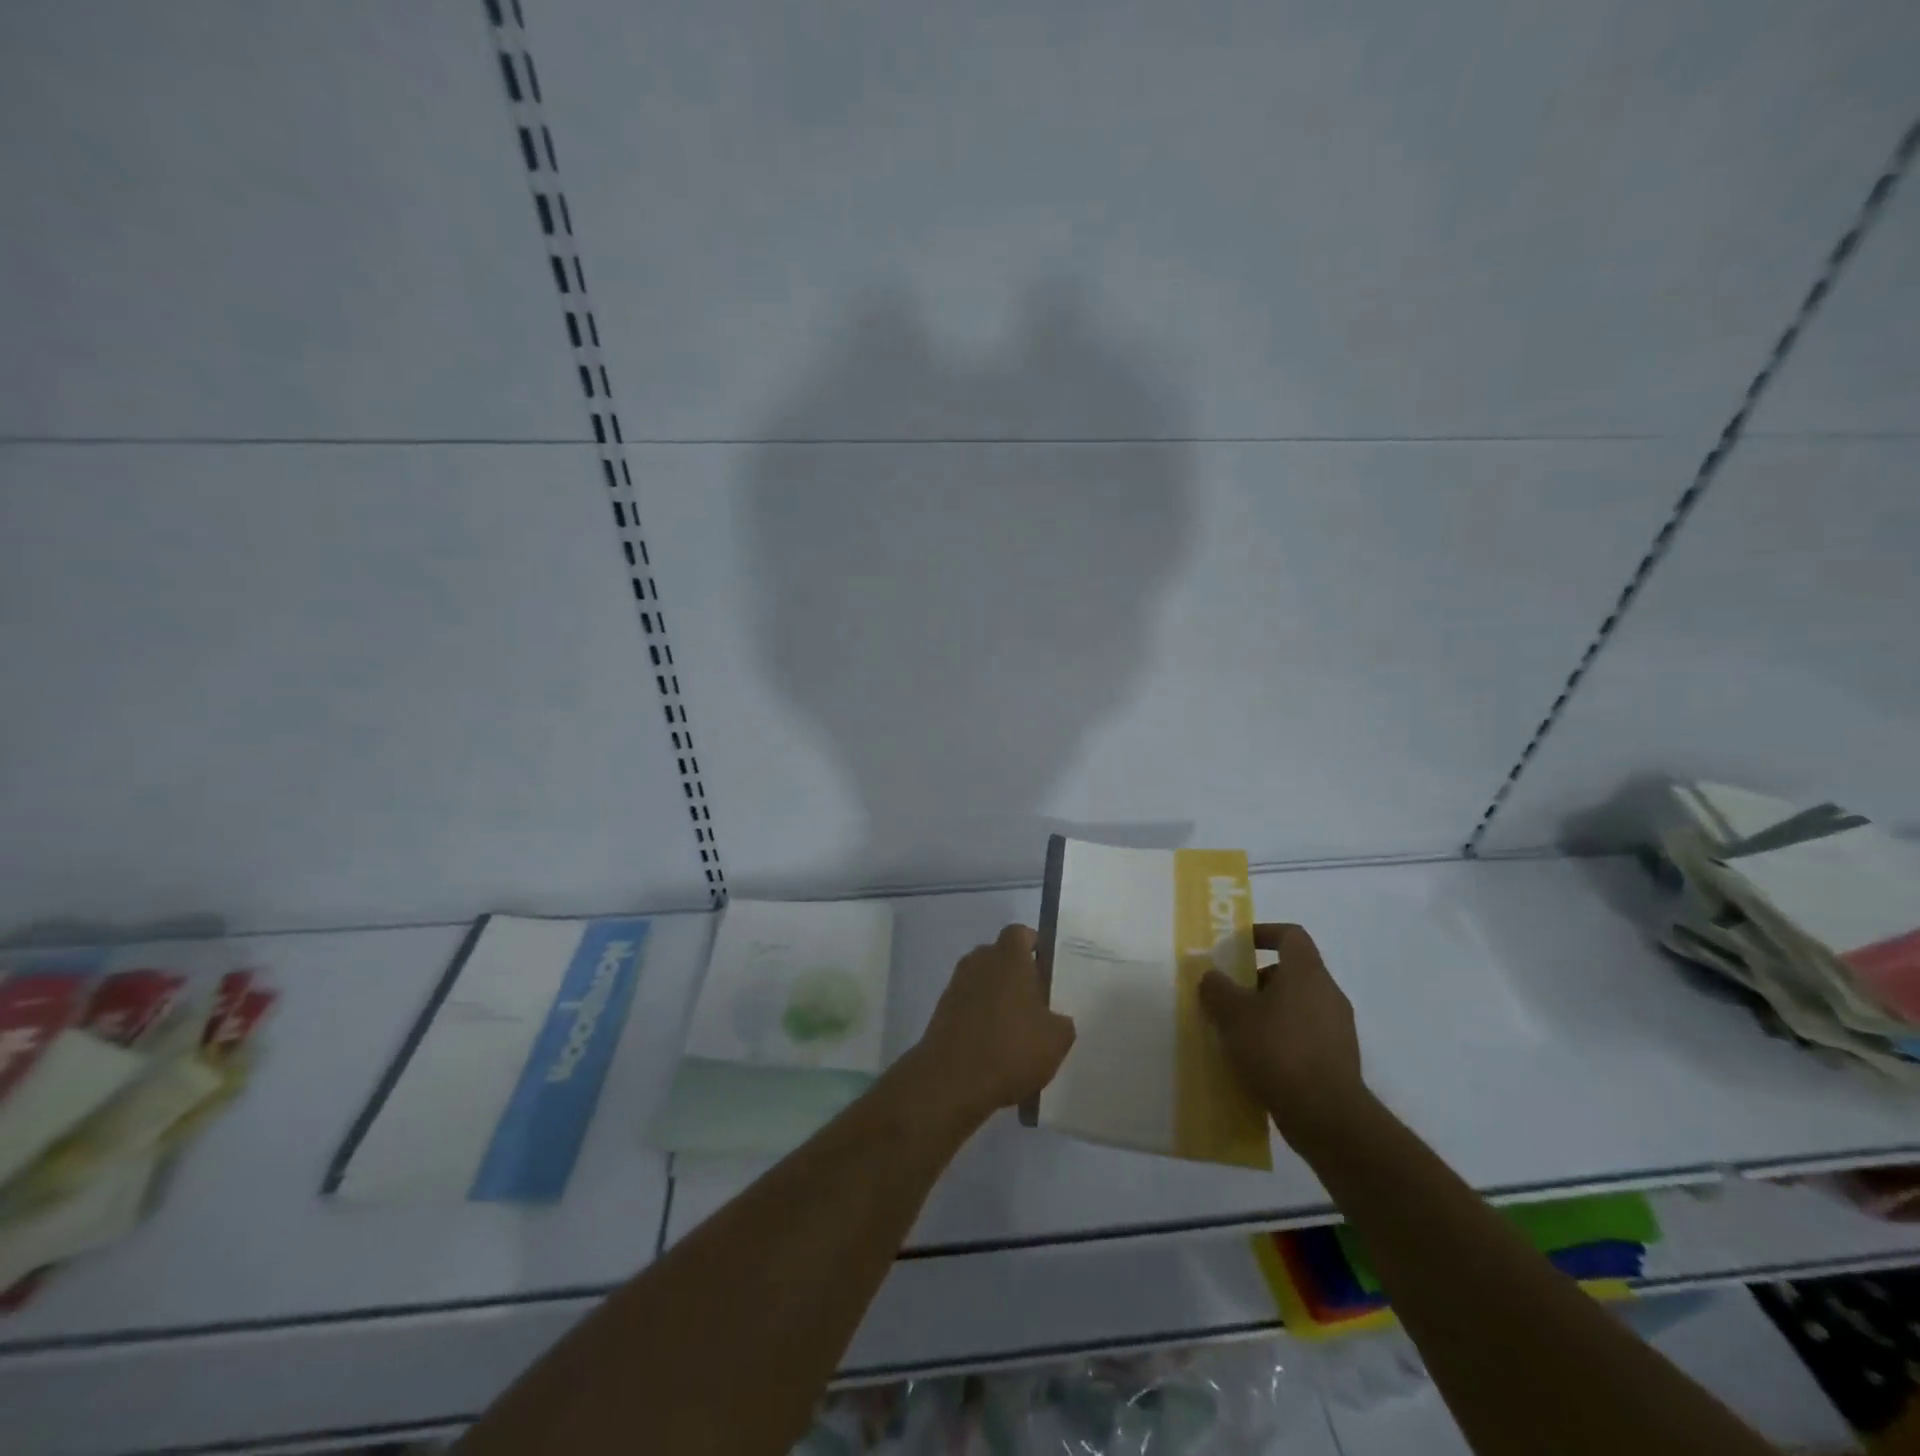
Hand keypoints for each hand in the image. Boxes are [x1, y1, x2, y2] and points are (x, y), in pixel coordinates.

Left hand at [910, 924, 1075, 1123]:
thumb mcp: (1056, 1040)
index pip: (1021, 934)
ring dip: (998, 999)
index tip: (1047, 971)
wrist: (951, 1081)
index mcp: (1008, 957)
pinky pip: (969, 1005)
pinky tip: (995, 1049)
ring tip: (1016, 1033)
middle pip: (1001, 957)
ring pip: (984, 982)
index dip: (1035, 947)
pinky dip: (980, 1019)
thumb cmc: (1010, 1049)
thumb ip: (1061, 1021)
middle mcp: (978, 961)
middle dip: (1017, 976)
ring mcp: (956, 985)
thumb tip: (1054, 1018)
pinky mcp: (941, 1011)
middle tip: (1036, 1005)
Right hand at [1198, 923, 1364, 1147]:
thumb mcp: (1232, 1015)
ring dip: (1269, 1012)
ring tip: (1239, 1033)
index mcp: (1306, 973)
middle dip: (1258, 980)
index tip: (1239, 946)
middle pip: (1292, 972)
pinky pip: (1305, 1035)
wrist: (1327, 1116)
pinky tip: (1259, 1060)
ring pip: (1298, 1006)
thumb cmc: (1277, 1050)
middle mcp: (1328, 993)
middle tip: (1230, 997)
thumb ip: (1217, 989)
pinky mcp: (1339, 1059)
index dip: (1264, 933)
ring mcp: (1338, 1028)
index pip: (1291, 935)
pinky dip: (1282, 1039)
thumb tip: (1212, 978)